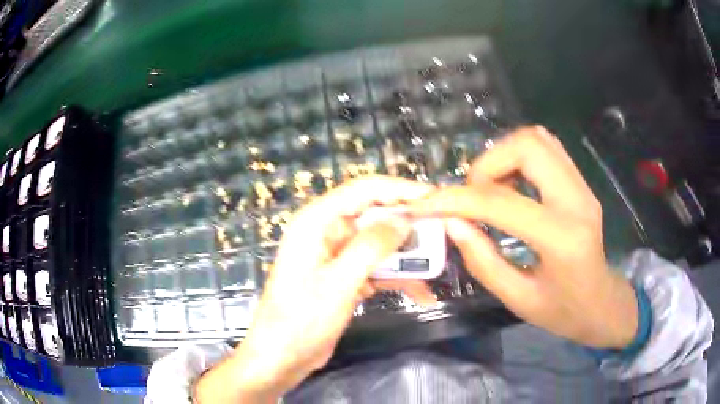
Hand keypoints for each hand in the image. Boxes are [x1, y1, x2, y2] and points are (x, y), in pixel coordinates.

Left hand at [194, 176, 432, 402]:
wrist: (281, 357)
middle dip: (408, 225)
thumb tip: (404, 219)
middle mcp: (327, 232)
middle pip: (375, 215)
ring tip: (438, 265)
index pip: (364, 190)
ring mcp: (336, 256)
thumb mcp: (337, 283)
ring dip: (407, 255)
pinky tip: (421, 293)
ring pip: (379, 243)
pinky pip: (376, 268)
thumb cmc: (301, 320)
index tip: (434, 198)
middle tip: (443, 233)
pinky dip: (397, 277)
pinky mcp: (344, 277)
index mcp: (317, 222)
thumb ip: (370, 247)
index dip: (400, 189)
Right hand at [410, 126, 637, 348]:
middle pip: (527, 146)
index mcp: (562, 239)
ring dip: (502, 156)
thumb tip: (451, 223)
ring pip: (536, 139)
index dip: (457, 199)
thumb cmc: (563, 311)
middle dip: (487, 165)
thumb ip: (483, 261)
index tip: (427, 203)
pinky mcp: (580, 182)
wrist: (602, 302)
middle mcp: (577, 200)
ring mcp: (582, 186)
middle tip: (472, 197)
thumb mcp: (518, 299)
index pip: (502, 202)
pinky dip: (518, 156)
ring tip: (490, 191)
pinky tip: (510, 185)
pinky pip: (546, 148)